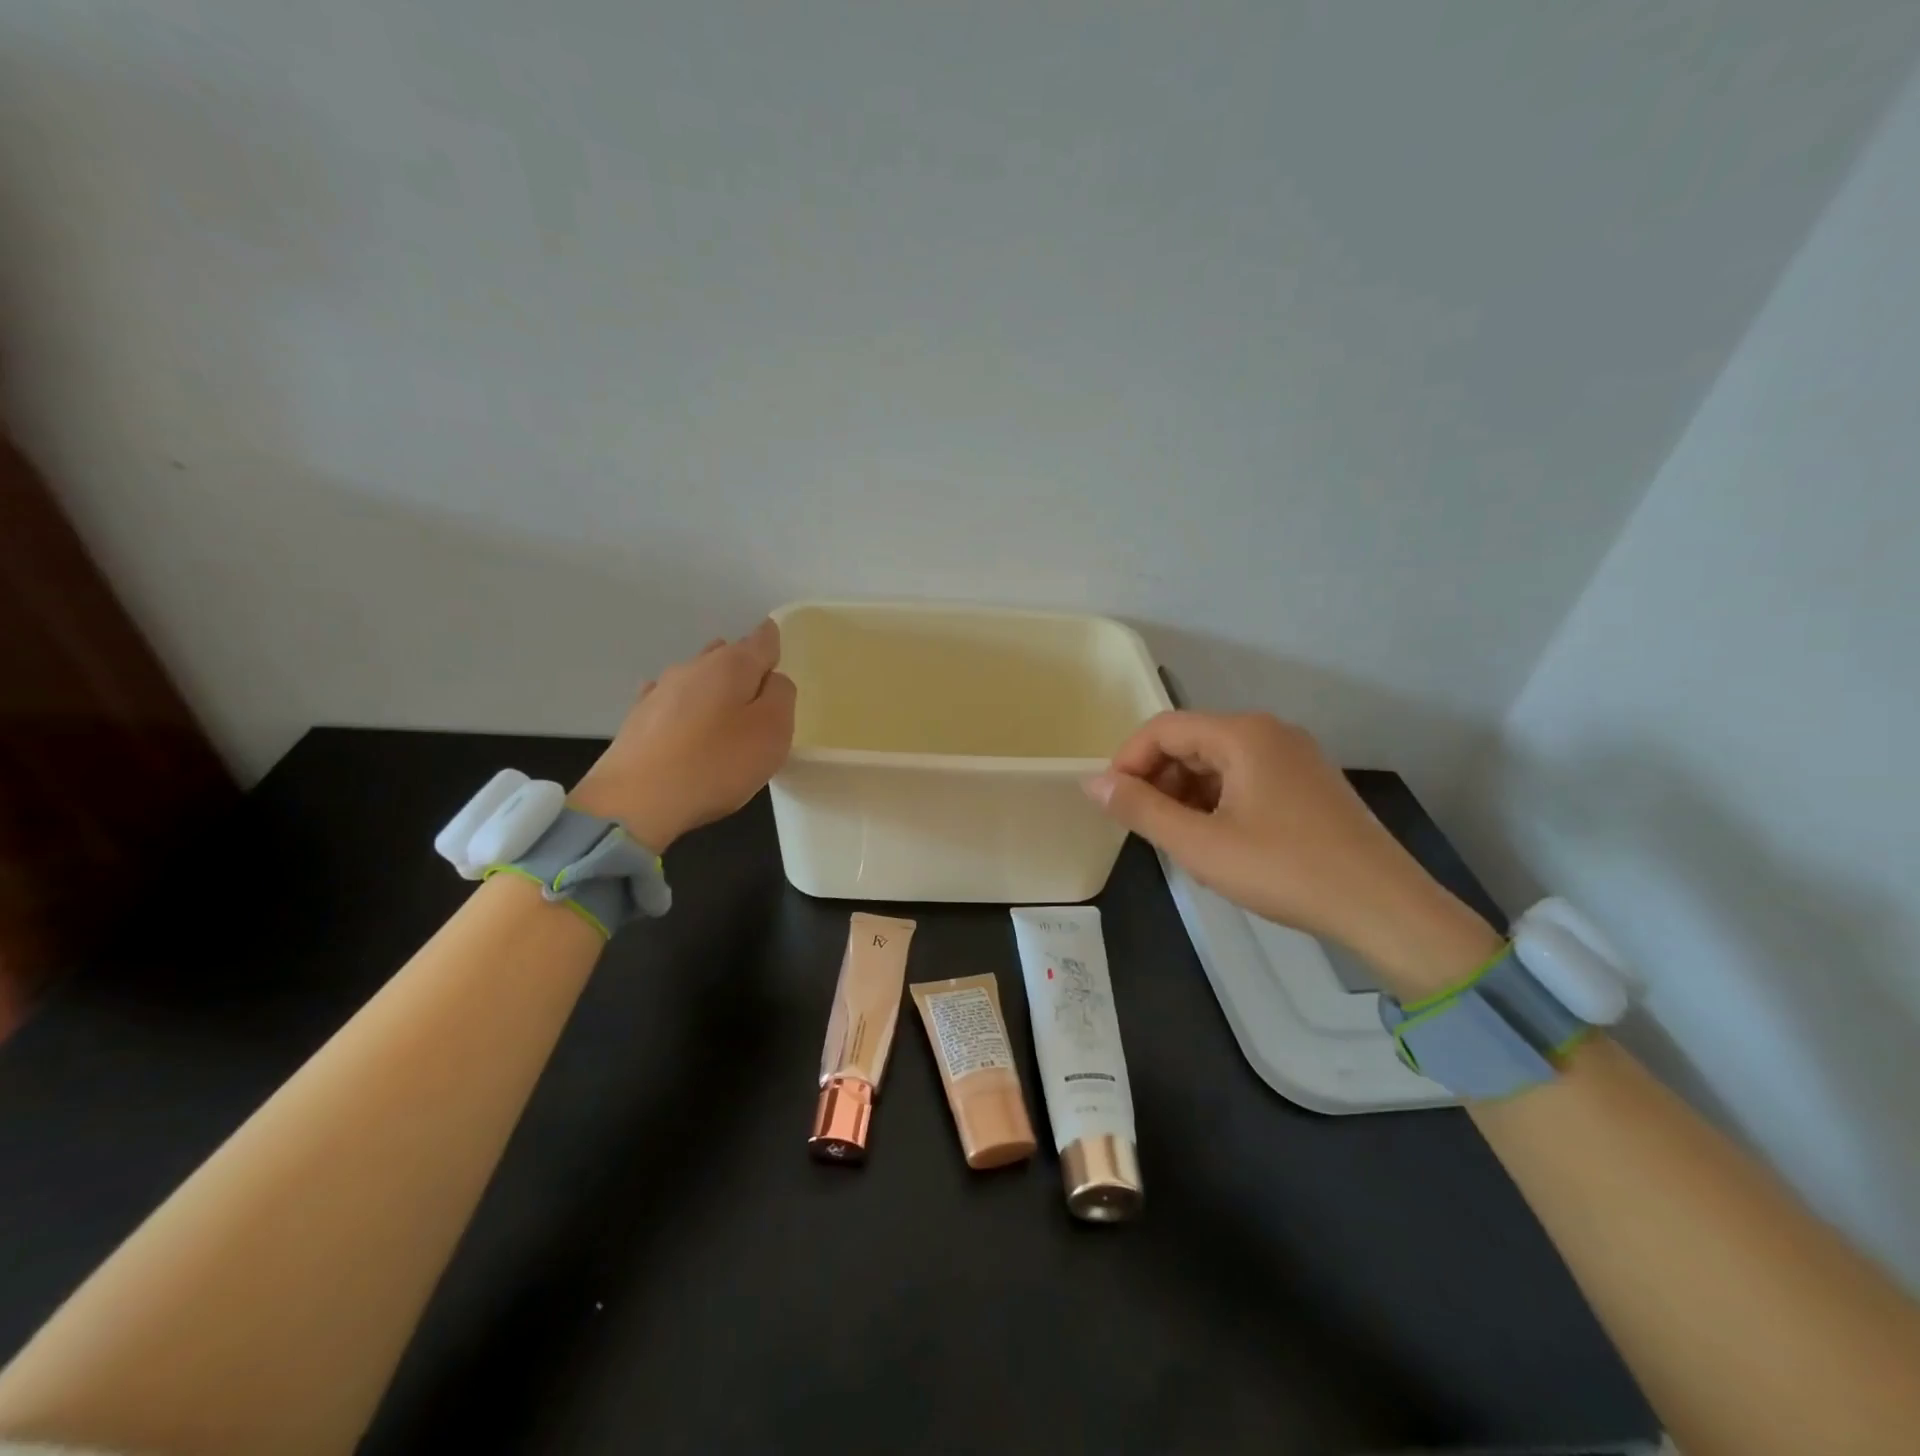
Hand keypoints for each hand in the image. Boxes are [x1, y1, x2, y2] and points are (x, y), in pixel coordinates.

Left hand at [571, 620, 796, 851]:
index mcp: (732, 664)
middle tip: (759, 699)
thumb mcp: (773, 730)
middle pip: (727, 655)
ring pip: (697, 677)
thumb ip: (781, 695)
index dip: (774, 644)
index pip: (762, 639)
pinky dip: (684, 709)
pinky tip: (685, 727)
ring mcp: (661, 690)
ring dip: (714, 689)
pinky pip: (671, 703)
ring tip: (726, 715)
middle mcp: (695, 666)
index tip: (779, 658)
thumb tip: (771, 680)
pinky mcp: (638, 718)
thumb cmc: (717, 763)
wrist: (636, 801)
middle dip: (744, 669)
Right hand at [1085, 711, 1500, 997]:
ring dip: (1186, 792)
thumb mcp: (1201, 845)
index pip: (1163, 728)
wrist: (1385, 907)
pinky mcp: (1309, 783)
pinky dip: (1217, 801)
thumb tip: (1092, 784)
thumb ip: (1141, 810)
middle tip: (1143, 826)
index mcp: (1243, 734)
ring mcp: (1295, 756)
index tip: (1110, 802)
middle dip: (1157, 779)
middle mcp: (1270, 732)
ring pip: (1218, 761)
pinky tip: (1217, 839)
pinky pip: (1246, 778)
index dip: (1127, 760)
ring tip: (1178, 838)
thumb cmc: (1285, 870)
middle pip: (1191, 741)